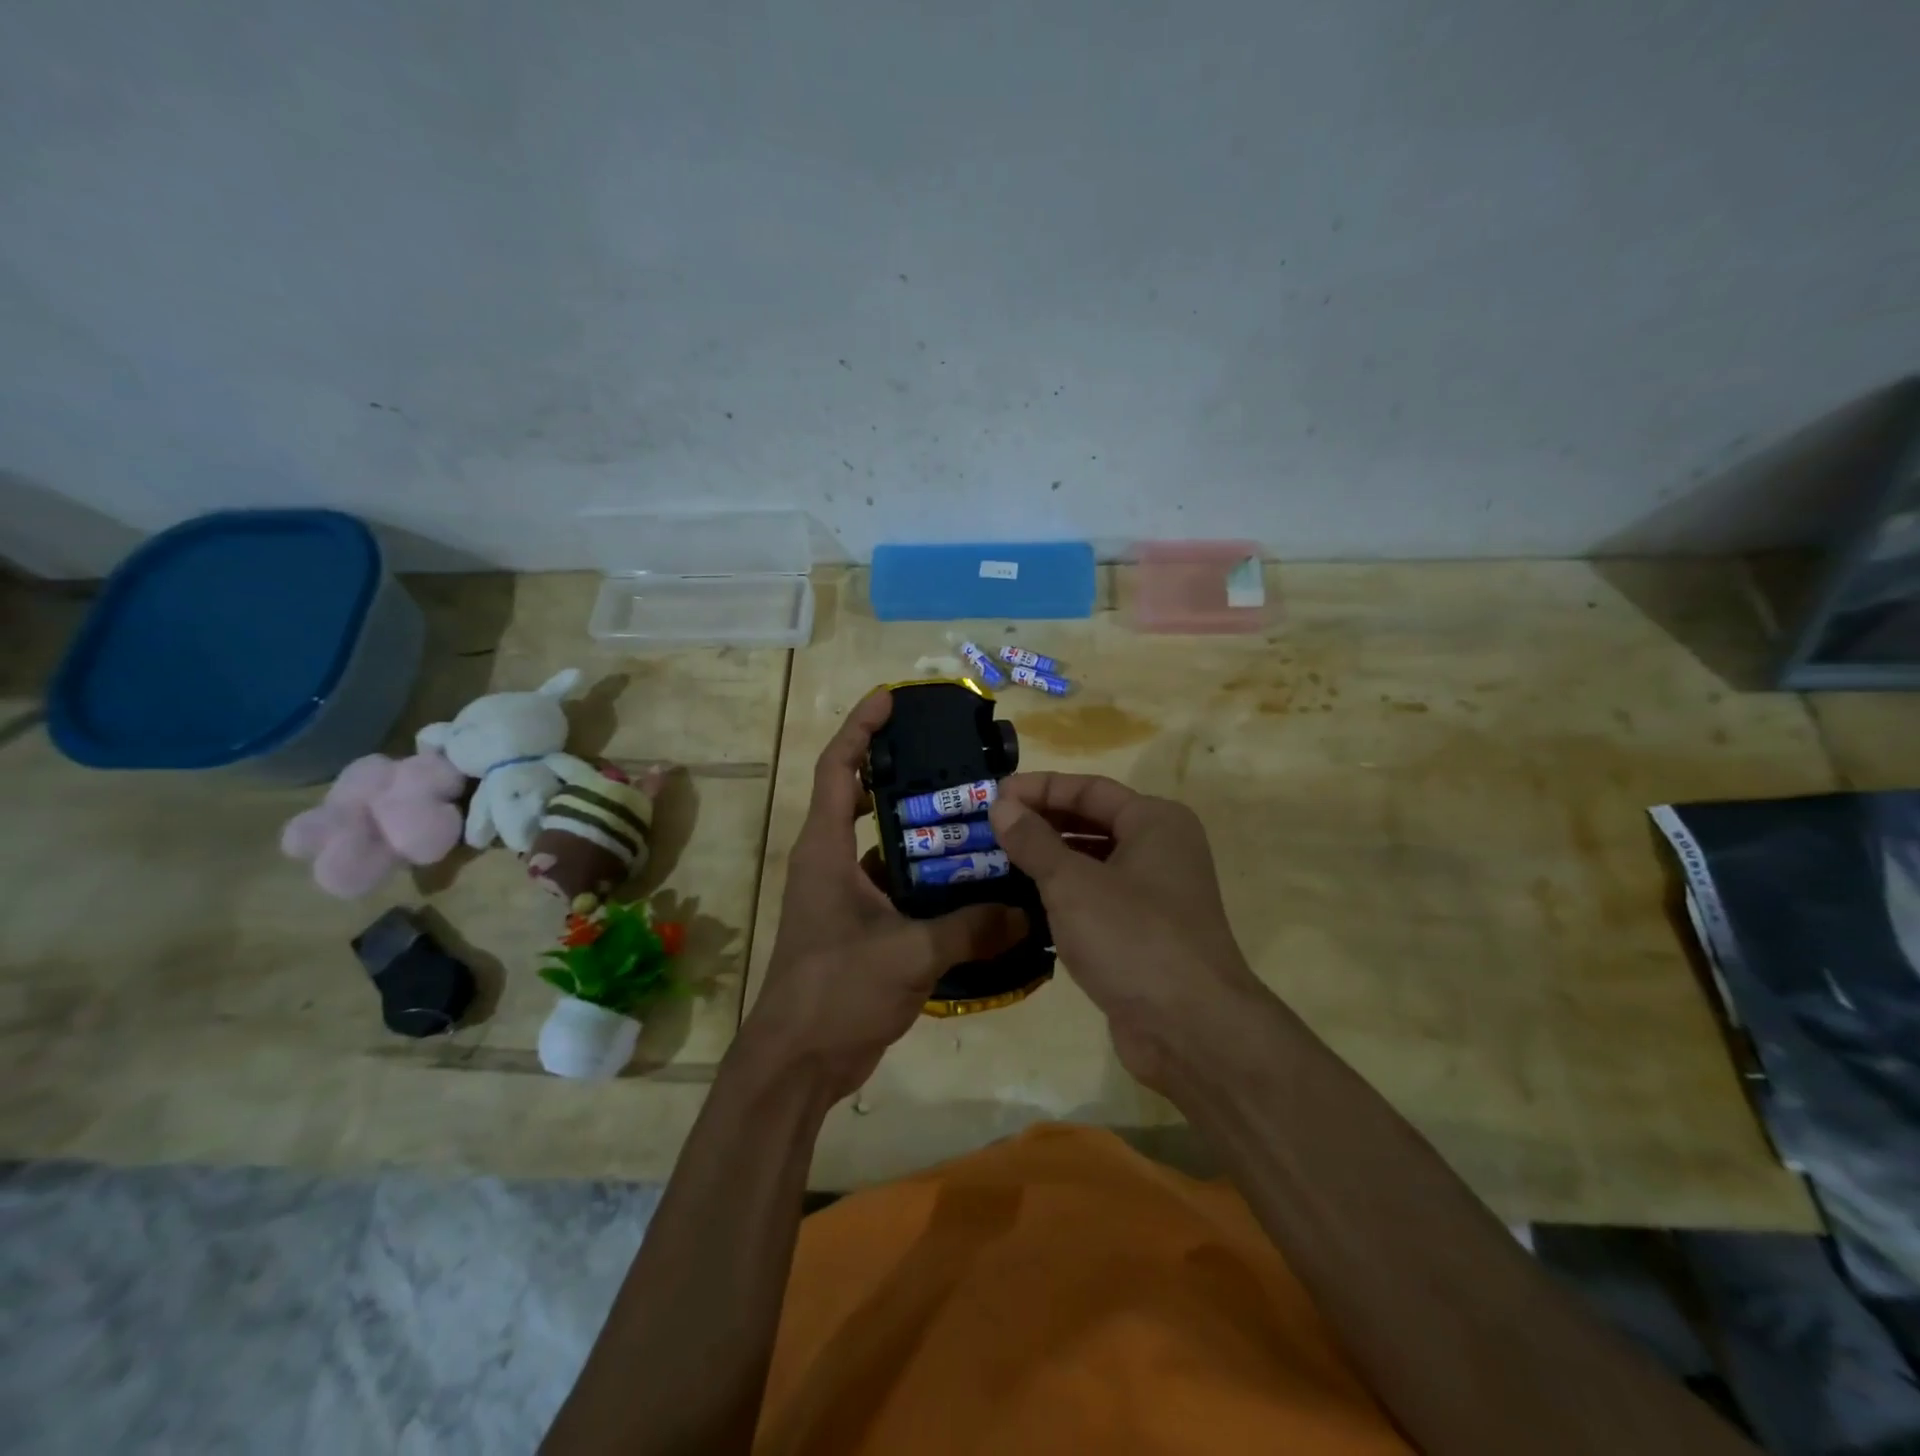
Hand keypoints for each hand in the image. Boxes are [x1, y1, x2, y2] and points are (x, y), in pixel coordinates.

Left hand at [741, 690, 1025, 1102]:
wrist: (797, 1064)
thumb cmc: (835, 992)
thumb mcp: (908, 954)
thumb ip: (970, 929)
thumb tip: (1026, 912)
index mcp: (825, 851)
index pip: (837, 768)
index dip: (860, 728)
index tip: (890, 699)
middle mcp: (831, 864)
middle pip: (863, 800)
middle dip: (902, 776)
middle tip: (954, 763)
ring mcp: (844, 898)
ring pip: (886, 848)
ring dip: (922, 834)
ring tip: (977, 819)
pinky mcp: (860, 928)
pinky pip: (898, 889)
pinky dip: (929, 882)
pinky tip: (972, 885)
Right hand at [988, 773, 1267, 1088]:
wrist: (1191, 1030)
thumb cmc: (1133, 938)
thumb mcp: (1072, 884)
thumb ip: (1033, 841)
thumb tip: (1001, 804)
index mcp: (1155, 822)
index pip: (1089, 788)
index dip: (1039, 789)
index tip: (994, 796)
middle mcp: (1160, 849)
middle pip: (1091, 822)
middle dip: (1041, 823)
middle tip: (990, 828)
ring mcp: (1154, 894)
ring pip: (1092, 862)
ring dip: (1048, 860)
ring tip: (998, 861)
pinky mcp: (1144, 933)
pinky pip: (1096, 898)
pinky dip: (1063, 895)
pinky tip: (1025, 902)